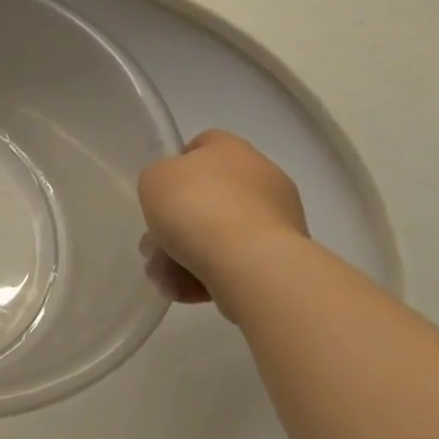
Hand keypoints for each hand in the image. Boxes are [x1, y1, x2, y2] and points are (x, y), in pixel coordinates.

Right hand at [138, 129, 308, 313]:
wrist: (251, 263)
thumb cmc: (196, 207)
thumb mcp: (153, 180)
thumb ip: (160, 180)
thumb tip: (176, 196)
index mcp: (232, 149)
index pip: (203, 144)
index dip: (177, 166)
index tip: (160, 193)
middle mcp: (262, 177)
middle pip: (208, 196)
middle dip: (177, 224)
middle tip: (154, 249)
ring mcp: (278, 219)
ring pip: (220, 233)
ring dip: (188, 255)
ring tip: (167, 281)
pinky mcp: (285, 258)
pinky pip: (239, 262)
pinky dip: (213, 275)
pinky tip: (190, 293)